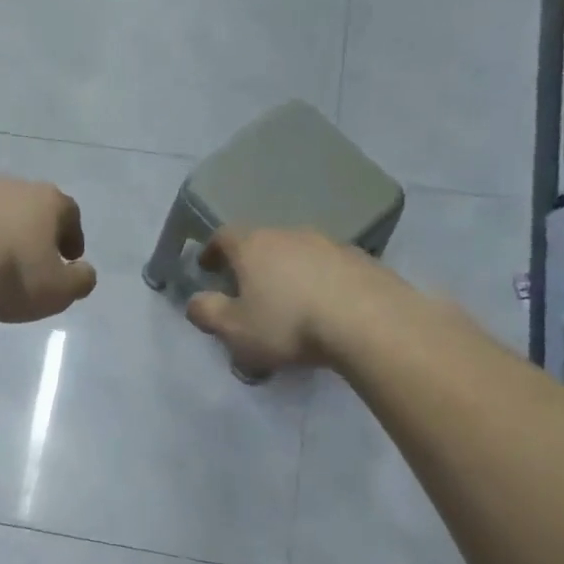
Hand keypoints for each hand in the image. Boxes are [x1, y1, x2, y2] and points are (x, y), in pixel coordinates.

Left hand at [0, 177, 98, 323]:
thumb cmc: (17, 275)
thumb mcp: (61, 289)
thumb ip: (81, 279)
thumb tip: (84, 272)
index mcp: (49, 200)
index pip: (70, 213)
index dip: (73, 237)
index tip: (70, 258)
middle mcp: (15, 186)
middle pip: (35, 208)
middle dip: (39, 231)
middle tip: (38, 257)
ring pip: (2, 212)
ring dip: (7, 232)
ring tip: (3, 260)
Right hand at [185, 226, 381, 374]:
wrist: (368, 322)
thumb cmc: (288, 325)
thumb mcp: (234, 329)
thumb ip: (207, 313)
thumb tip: (194, 301)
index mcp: (254, 246)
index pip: (224, 236)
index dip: (211, 251)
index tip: (207, 268)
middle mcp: (290, 234)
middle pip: (262, 242)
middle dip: (251, 264)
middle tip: (246, 291)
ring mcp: (330, 243)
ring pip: (297, 254)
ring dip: (287, 273)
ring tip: (287, 302)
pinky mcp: (362, 260)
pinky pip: (328, 268)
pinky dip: (317, 282)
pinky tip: (322, 307)